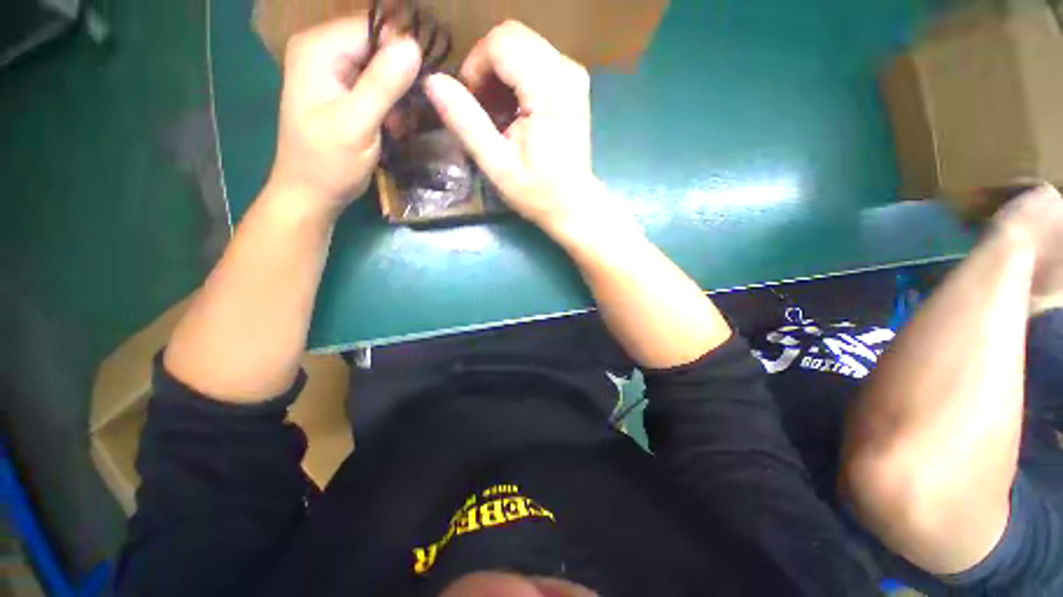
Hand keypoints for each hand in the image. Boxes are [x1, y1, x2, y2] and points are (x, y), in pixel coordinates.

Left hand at [267, 18, 421, 217]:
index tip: (420, 87)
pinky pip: (377, 85)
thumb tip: (414, 47)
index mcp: (318, 48)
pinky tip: (392, 127)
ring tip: (398, 126)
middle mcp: (323, 49)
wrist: (311, 193)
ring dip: (398, 97)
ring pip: (381, 67)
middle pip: (378, 45)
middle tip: (406, 115)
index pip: (372, 27)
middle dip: (400, 79)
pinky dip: (391, 106)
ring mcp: (332, 70)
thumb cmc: (328, 163)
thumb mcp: (357, 124)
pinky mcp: (342, 90)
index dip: (401, 52)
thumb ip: (383, 84)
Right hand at [424, 21, 613, 236]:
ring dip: (500, 74)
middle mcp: (566, 70)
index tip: (470, 103)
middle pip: (512, 37)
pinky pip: (535, 59)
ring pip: (522, 45)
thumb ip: (465, 122)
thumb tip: (432, 81)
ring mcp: (573, 74)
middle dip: (487, 68)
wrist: (573, 204)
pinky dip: (516, 78)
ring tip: (498, 115)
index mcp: (549, 90)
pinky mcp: (573, 82)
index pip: (500, 43)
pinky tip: (514, 110)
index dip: (475, 66)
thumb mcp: (496, 164)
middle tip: (483, 110)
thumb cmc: (537, 191)